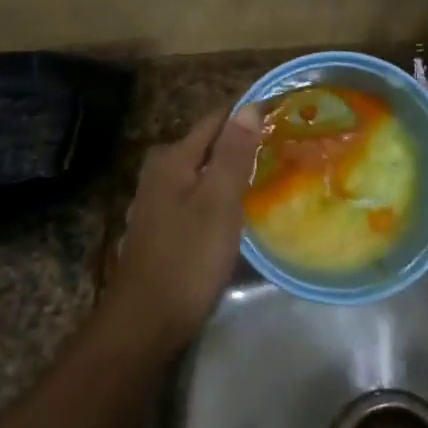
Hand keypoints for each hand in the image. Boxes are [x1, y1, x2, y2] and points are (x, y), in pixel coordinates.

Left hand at [107, 104, 262, 348]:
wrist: (146, 320)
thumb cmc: (187, 258)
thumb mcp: (218, 202)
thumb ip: (233, 154)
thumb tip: (248, 106)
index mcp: (172, 159)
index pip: (215, 120)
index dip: (246, 114)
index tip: (281, 113)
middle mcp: (159, 171)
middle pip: (206, 145)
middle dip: (239, 140)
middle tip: (280, 144)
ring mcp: (157, 200)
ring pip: (201, 172)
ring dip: (229, 168)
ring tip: (267, 171)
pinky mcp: (162, 227)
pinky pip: (195, 195)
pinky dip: (217, 193)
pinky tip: (237, 207)